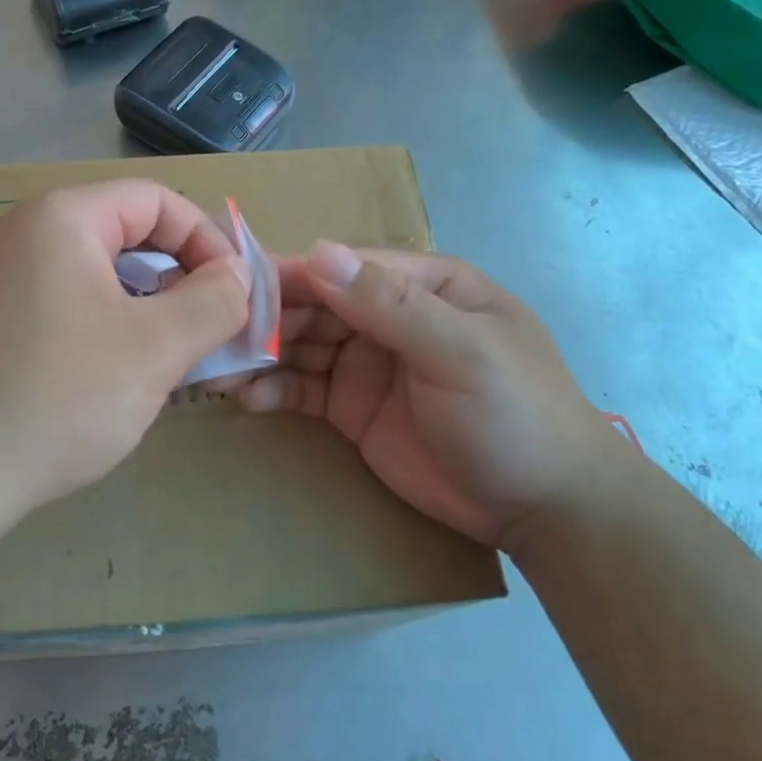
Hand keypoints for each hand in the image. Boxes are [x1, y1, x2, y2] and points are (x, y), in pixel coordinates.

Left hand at [0, 181, 250, 518]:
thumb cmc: (56, 399)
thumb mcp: (155, 349)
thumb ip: (213, 302)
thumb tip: (235, 276)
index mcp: (60, 218)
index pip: (155, 200)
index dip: (206, 239)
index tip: (233, 294)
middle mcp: (21, 233)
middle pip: (123, 232)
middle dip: (177, 276)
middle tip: (206, 328)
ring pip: (94, 272)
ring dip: (143, 305)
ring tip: (167, 357)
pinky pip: (61, 301)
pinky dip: (103, 324)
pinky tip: (113, 375)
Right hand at [237, 243, 627, 551]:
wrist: (545, 509)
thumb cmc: (514, 415)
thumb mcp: (460, 352)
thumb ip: (390, 304)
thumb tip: (318, 251)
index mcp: (423, 285)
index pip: (346, 267)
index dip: (292, 274)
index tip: (237, 287)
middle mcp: (389, 315)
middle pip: (316, 304)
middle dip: (268, 318)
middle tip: (217, 336)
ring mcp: (368, 362)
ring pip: (302, 344)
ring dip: (262, 353)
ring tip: (219, 368)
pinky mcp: (353, 407)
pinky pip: (303, 388)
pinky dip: (275, 389)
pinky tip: (248, 399)